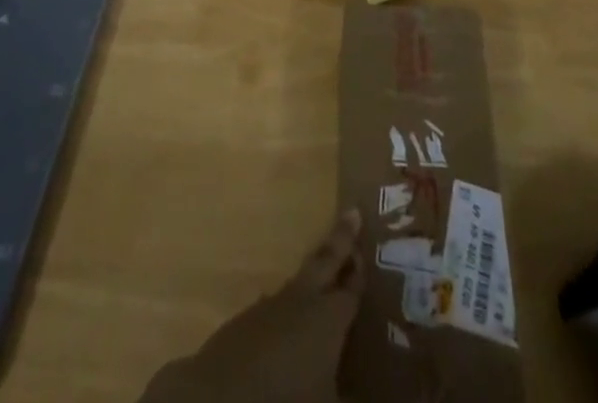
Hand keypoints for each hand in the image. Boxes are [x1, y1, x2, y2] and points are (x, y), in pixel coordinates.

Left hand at [141, 210, 364, 402]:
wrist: (221, 396)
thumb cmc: (287, 397)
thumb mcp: (329, 400)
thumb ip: (349, 390)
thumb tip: (376, 393)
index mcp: (329, 317)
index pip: (352, 287)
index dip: (361, 269)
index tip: (368, 238)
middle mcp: (302, 300)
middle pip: (326, 261)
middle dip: (341, 239)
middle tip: (352, 213)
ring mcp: (271, 306)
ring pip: (300, 281)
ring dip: (314, 275)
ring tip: (325, 275)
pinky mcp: (246, 321)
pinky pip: (276, 305)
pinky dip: (290, 306)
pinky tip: (289, 319)